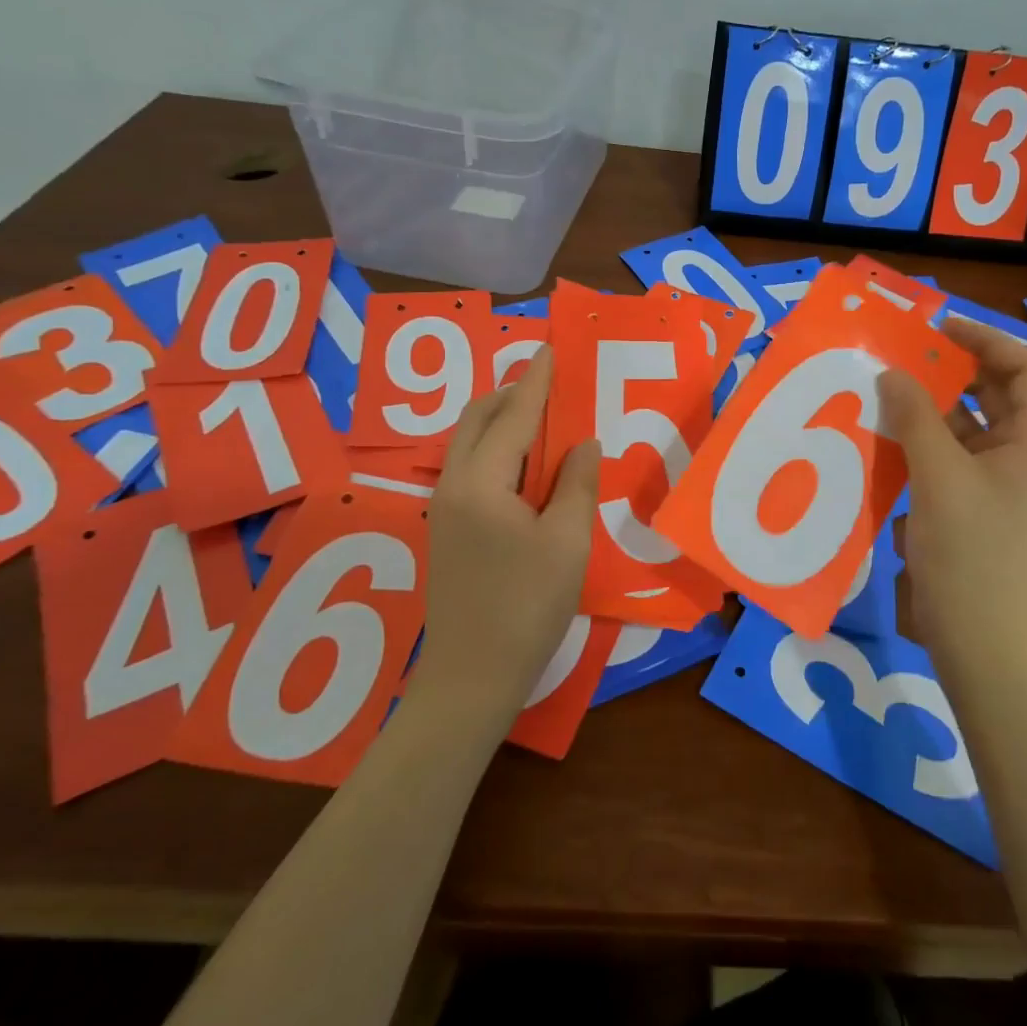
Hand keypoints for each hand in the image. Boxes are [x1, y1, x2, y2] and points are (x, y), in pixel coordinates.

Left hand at [409, 348, 600, 722]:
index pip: (513, 416)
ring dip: (501, 419)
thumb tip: (582, 444)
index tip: (550, 348)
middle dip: (511, 393)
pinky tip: (524, 462)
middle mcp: (453, 485)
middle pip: (478, 420)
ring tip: (539, 414)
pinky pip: (470, 466)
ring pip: (469, 442)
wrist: (471, 677)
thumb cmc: (526, 606)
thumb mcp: (566, 542)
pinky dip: (496, 447)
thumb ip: (575, 484)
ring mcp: (444, 508)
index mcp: (481, 483)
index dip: (536, 381)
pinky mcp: (447, 529)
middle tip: (549, 380)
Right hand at [879, 320, 1026, 666]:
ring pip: (971, 428)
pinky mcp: (978, 508)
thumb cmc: (969, 553)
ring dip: (933, 410)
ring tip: (888, 393)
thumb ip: (915, 417)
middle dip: (953, 372)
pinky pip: (955, 459)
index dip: (986, 340)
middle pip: (997, 395)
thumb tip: (892, 373)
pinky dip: (926, 445)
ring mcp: (1003, 485)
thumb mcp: (938, 476)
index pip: (1026, 369)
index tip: (938, 328)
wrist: (979, 641)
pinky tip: (889, 443)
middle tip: (906, 356)